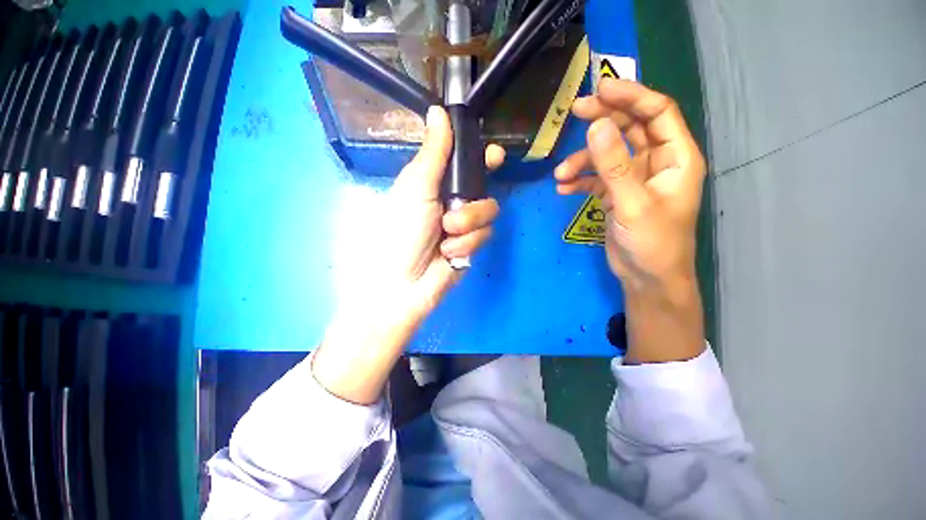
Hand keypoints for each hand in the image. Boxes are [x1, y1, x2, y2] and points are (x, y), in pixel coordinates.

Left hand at [314, 106, 504, 402]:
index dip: (481, 157)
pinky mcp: (471, 246)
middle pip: (483, 187)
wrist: (402, 284)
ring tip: (446, 236)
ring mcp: (463, 225)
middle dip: (474, 200)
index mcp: (435, 184)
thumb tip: (438, 111)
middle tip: (461, 206)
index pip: (464, 164)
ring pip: (488, 212)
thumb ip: (434, 153)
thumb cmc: (401, 231)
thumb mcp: (415, 188)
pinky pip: (484, 235)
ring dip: (467, 224)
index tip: (495, 155)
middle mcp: (452, 202)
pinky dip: (467, 244)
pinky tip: (449, 254)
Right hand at [555, 78, 705, 361]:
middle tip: (575, 111)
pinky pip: (596, 178)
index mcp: (676, 157)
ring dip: (582, 160)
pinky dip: (580, 180)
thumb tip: (596, 126)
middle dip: (604, 119)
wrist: (646, 278)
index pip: (656, 112)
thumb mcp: (633, 204)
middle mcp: (657, 162)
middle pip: (630, 128)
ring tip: (560, 174)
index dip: (631, 96)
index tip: (600, 88)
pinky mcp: (616, 195)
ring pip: (608, 155)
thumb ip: (614, 166)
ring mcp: (634, 179)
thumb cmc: (653, 243)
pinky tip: (563, 188)